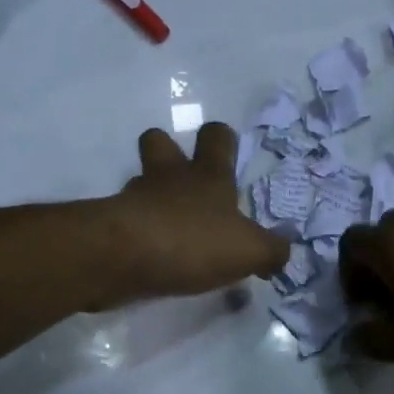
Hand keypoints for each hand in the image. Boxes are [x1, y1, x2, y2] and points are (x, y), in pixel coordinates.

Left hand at [99, 124, 288, 303]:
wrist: (123, 256)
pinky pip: (125, 221)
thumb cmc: (193, 240)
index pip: (215, 137)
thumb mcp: (249, 250)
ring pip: (140, 182)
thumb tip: (282, 251)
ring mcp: (135, 199)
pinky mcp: (111, 226)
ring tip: (167, 226)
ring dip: (151, 196)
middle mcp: (169, 179)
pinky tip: (149, 256)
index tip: (224, 149)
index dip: (220, 138)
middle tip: (182, 178)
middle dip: (168, 150)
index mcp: (207, 176)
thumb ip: (271, 250)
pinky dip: (136, 233)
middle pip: (159, 142)